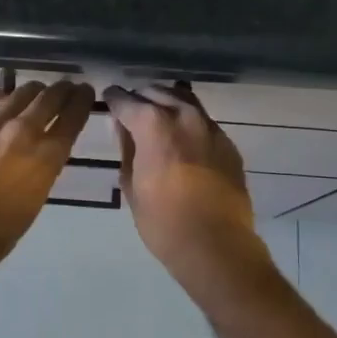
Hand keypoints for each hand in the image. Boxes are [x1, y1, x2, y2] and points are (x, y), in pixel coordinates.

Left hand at [0, 80, 95, 279]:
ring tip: (37, 89)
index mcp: (47, 158)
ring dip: (33, 89)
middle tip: (67, 86)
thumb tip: (42, 152)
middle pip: (49, 99)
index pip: (73, 118)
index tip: (86, 92)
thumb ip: (42, 170)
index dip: (82, 100)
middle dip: (62, 90)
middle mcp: (23, 134)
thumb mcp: (35, 201)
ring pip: (19, 93)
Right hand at [103, 84, 269, 289]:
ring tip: (156, 115)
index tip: (108, 98)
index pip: (127, 101)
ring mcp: (210, 128)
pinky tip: (182, 137)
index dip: (114, 99)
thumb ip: (127, 149)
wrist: (216, 245)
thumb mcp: (131, 186)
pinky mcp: (228, 144)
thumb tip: (124, 128)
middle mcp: (184, 117)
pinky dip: (188, 121)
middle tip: (131, 108)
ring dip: (167, 102)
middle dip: (141, 97)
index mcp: (154, 125)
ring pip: (185, 100)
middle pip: (158, 93)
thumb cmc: (162, 221)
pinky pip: (203, 121)